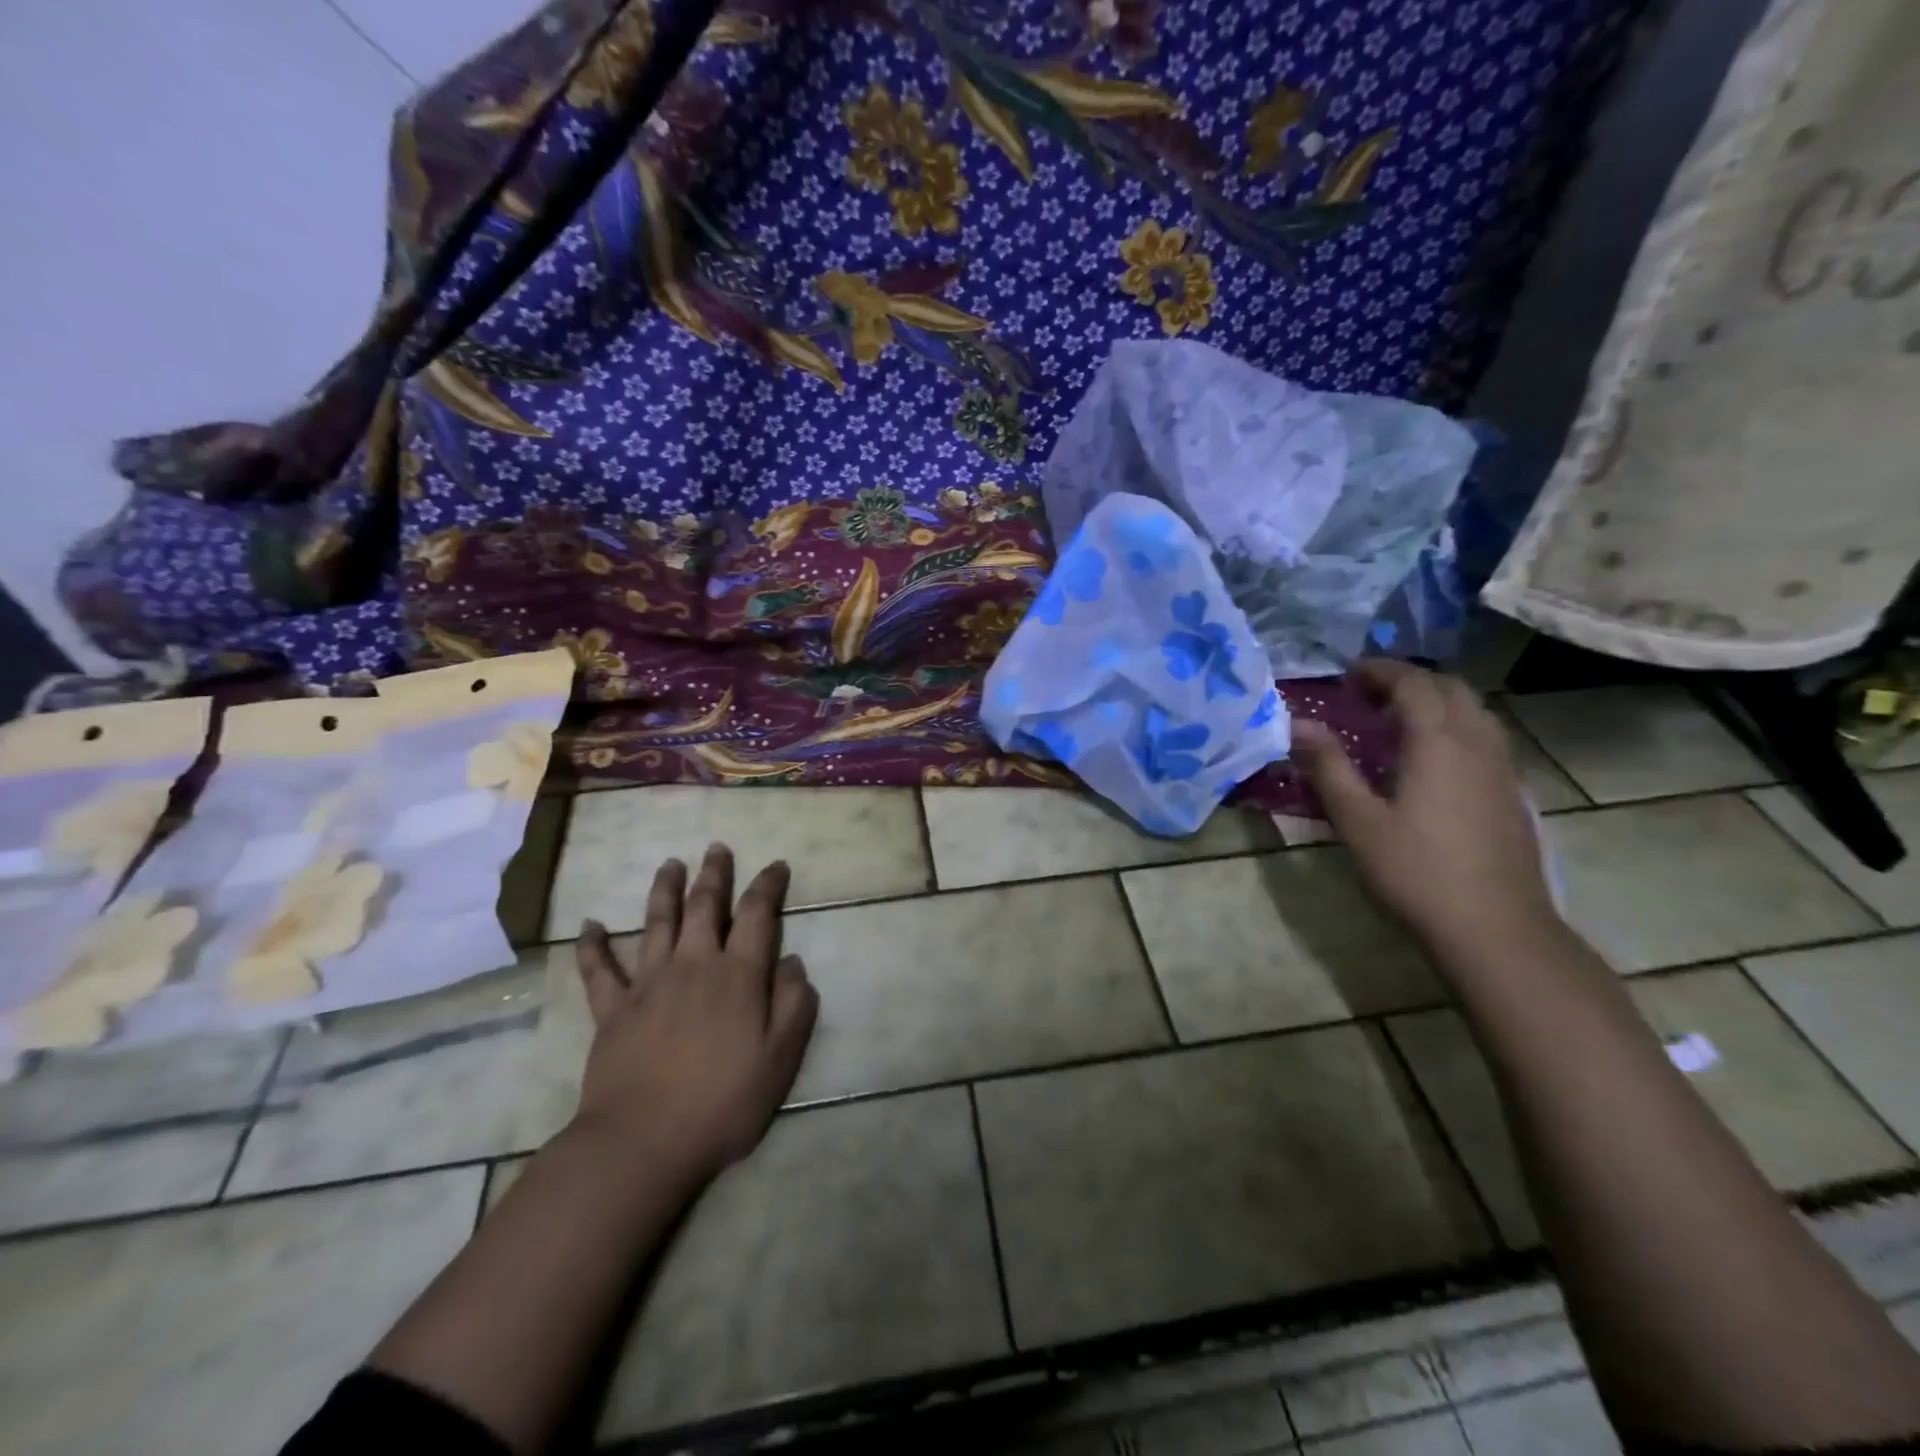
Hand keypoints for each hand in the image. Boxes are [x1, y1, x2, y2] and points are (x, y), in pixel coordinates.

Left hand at [571, 844, 817, 1183]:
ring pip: (657, 923)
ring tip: (670, 863)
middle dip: (714, 874)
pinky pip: (599, 971)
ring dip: (664, 890)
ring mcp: (648, 984)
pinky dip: (592, 946)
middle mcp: (693, 965)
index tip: (776, 865)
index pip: (757, 915)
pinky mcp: (612, 1010)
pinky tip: (589, 925)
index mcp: (737, 975)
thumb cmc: (723, 1102)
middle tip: (717, 848)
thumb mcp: (780, 1058)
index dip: (768, 886)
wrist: (643, 1142)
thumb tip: (792, 962)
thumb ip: (794, 1005)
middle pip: (704, 907)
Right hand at [1292, 661, 1560, 956]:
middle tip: (1369, 697)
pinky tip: (1430, 763)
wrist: (1495, 927)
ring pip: (1474, 711)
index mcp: (1438, 741)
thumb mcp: (1357, 820)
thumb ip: (1328, 766)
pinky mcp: (1513, 792)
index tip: (1346, 676)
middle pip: (1450, 688)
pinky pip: (1484, 738)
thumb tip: (1297, 725)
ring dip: (1435, 703)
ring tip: (1397, 725)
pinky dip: (1454, 728)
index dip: (1379, 671)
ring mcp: (1502, 768)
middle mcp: (1477, 742)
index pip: (1413, 682)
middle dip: (1409, 681)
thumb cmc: (1416, 870)